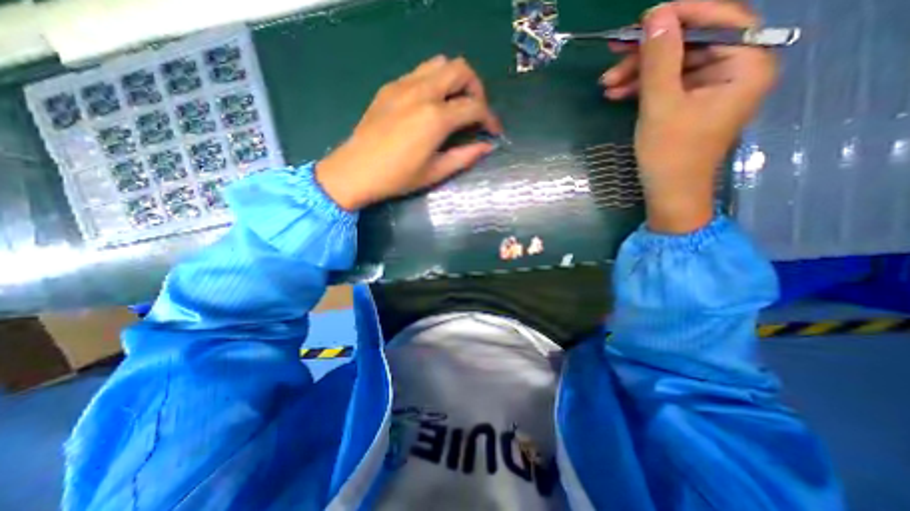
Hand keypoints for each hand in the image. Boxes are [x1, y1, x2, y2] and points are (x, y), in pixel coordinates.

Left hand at [318, 55, 499, 208]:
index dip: (490, 118)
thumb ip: (464, 157)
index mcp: (435, 118)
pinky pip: (420, 72)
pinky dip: (435, 82)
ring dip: (455, 80)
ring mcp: (403, 85)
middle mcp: (422, 92)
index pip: (474, 106)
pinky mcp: (390, 87)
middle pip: (461, 69)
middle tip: (475, 111)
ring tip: (455, 104)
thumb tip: (486, 147)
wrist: (355, 170)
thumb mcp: (435, 172)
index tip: (494, 131)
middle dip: (476, 89)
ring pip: (440, 63)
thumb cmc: (397, 177)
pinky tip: (431, 105)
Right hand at [603, 0, 777, 233]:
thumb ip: (660, 59)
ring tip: (606, 85)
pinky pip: (668, 85)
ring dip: (639, 73)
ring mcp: (712, 89)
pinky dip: (642, 88)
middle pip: (691, 45)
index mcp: (746, 65)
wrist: (669, 193)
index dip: (680, 15)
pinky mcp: (692, 104)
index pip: (719, 21)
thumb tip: (656, 14)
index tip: (642, 19)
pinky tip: (617, 94)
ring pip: (674, 66)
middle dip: (648, 53)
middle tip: (613, 55)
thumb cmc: (670, 154)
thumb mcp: (661, 105)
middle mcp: (736, 70)